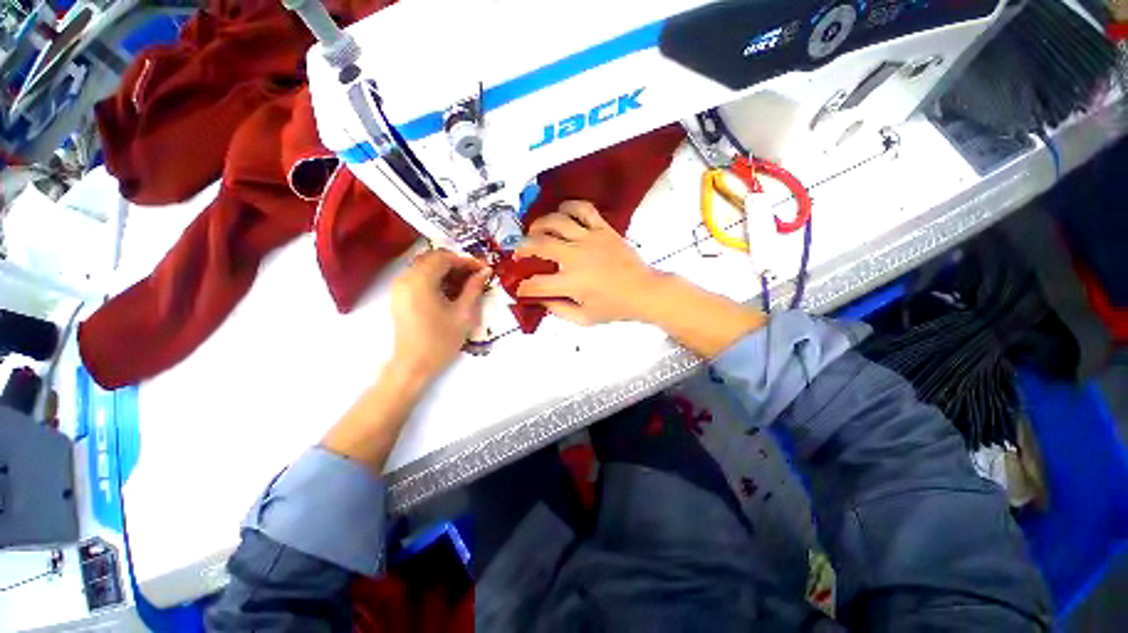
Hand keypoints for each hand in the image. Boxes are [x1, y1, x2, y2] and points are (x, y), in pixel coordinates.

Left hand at [390, 249, 489, 383]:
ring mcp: (399, 287)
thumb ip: (474, 288)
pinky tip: (450, 290)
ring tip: (466, 282)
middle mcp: (405, 278)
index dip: (466, 260)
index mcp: (420, 281)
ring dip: (446, 270)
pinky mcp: (399, 296)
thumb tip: (486, 271)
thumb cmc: (440, 341)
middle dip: (456, 263)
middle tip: (476, 274)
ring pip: (425, 266)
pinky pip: (418, 277)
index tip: (484, 269)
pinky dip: (435, 277)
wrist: (413, 365)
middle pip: (433, 258)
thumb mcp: (463, 313)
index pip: (445, 258)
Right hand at [516, 200, 766, 356]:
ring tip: (534, 231)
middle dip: (522, 249)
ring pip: (556, 222)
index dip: (524, 287)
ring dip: (539, 225)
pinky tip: (561, 212)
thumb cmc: (616, 307)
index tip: (521, 288)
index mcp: (572, 283)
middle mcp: (577, 257)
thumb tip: (541, 301)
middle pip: (539, 245)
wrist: (644, 291)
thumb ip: (558, 310)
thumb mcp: (584, 318)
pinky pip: (583, 209)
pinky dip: (569, 206)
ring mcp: (590, 239)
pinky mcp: (603, 229)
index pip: (537, 284)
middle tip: (519, 253)